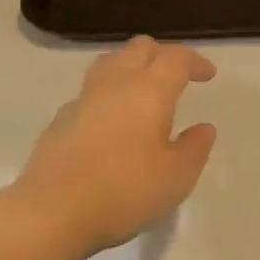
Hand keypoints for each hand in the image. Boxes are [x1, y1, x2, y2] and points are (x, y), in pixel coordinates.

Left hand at [13, 37, 218, 259]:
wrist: (52, 211)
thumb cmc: (124, 191)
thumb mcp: (176, 177)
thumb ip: (194, 148)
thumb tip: (203, 128)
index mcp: (149, 90)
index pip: (175, 58)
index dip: (195, 62)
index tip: (208, 75)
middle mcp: (115, 83)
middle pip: (139, 48)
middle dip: (163, 55)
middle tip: (178, 77)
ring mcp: (83, 99)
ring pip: (110, 62)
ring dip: (132, 67)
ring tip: (144, 90)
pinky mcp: (60, 119)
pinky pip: (90, 91)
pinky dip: (109, 94)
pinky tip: (113, 120)